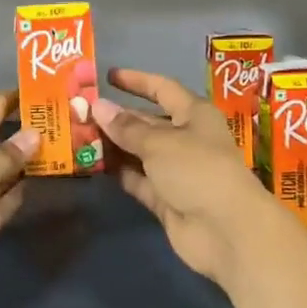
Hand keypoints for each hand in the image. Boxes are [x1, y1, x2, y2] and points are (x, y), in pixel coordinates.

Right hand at [92, 69, 281, 286]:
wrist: (227, 231)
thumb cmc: (197, 170)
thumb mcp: (159, 142)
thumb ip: (126, 127)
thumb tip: (98, 106)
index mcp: (194, 115)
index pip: (162, 88)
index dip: (136, 81)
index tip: (107, 76)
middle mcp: (186, 139)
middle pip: (147, 122)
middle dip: (116, 117)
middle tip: (80, 112)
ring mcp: (176, 171)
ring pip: (139, 152)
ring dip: (114, 145)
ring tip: (79, 136)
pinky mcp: (166, 199)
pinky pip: (138, 179)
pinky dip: (120, 172)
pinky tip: (93, 165)